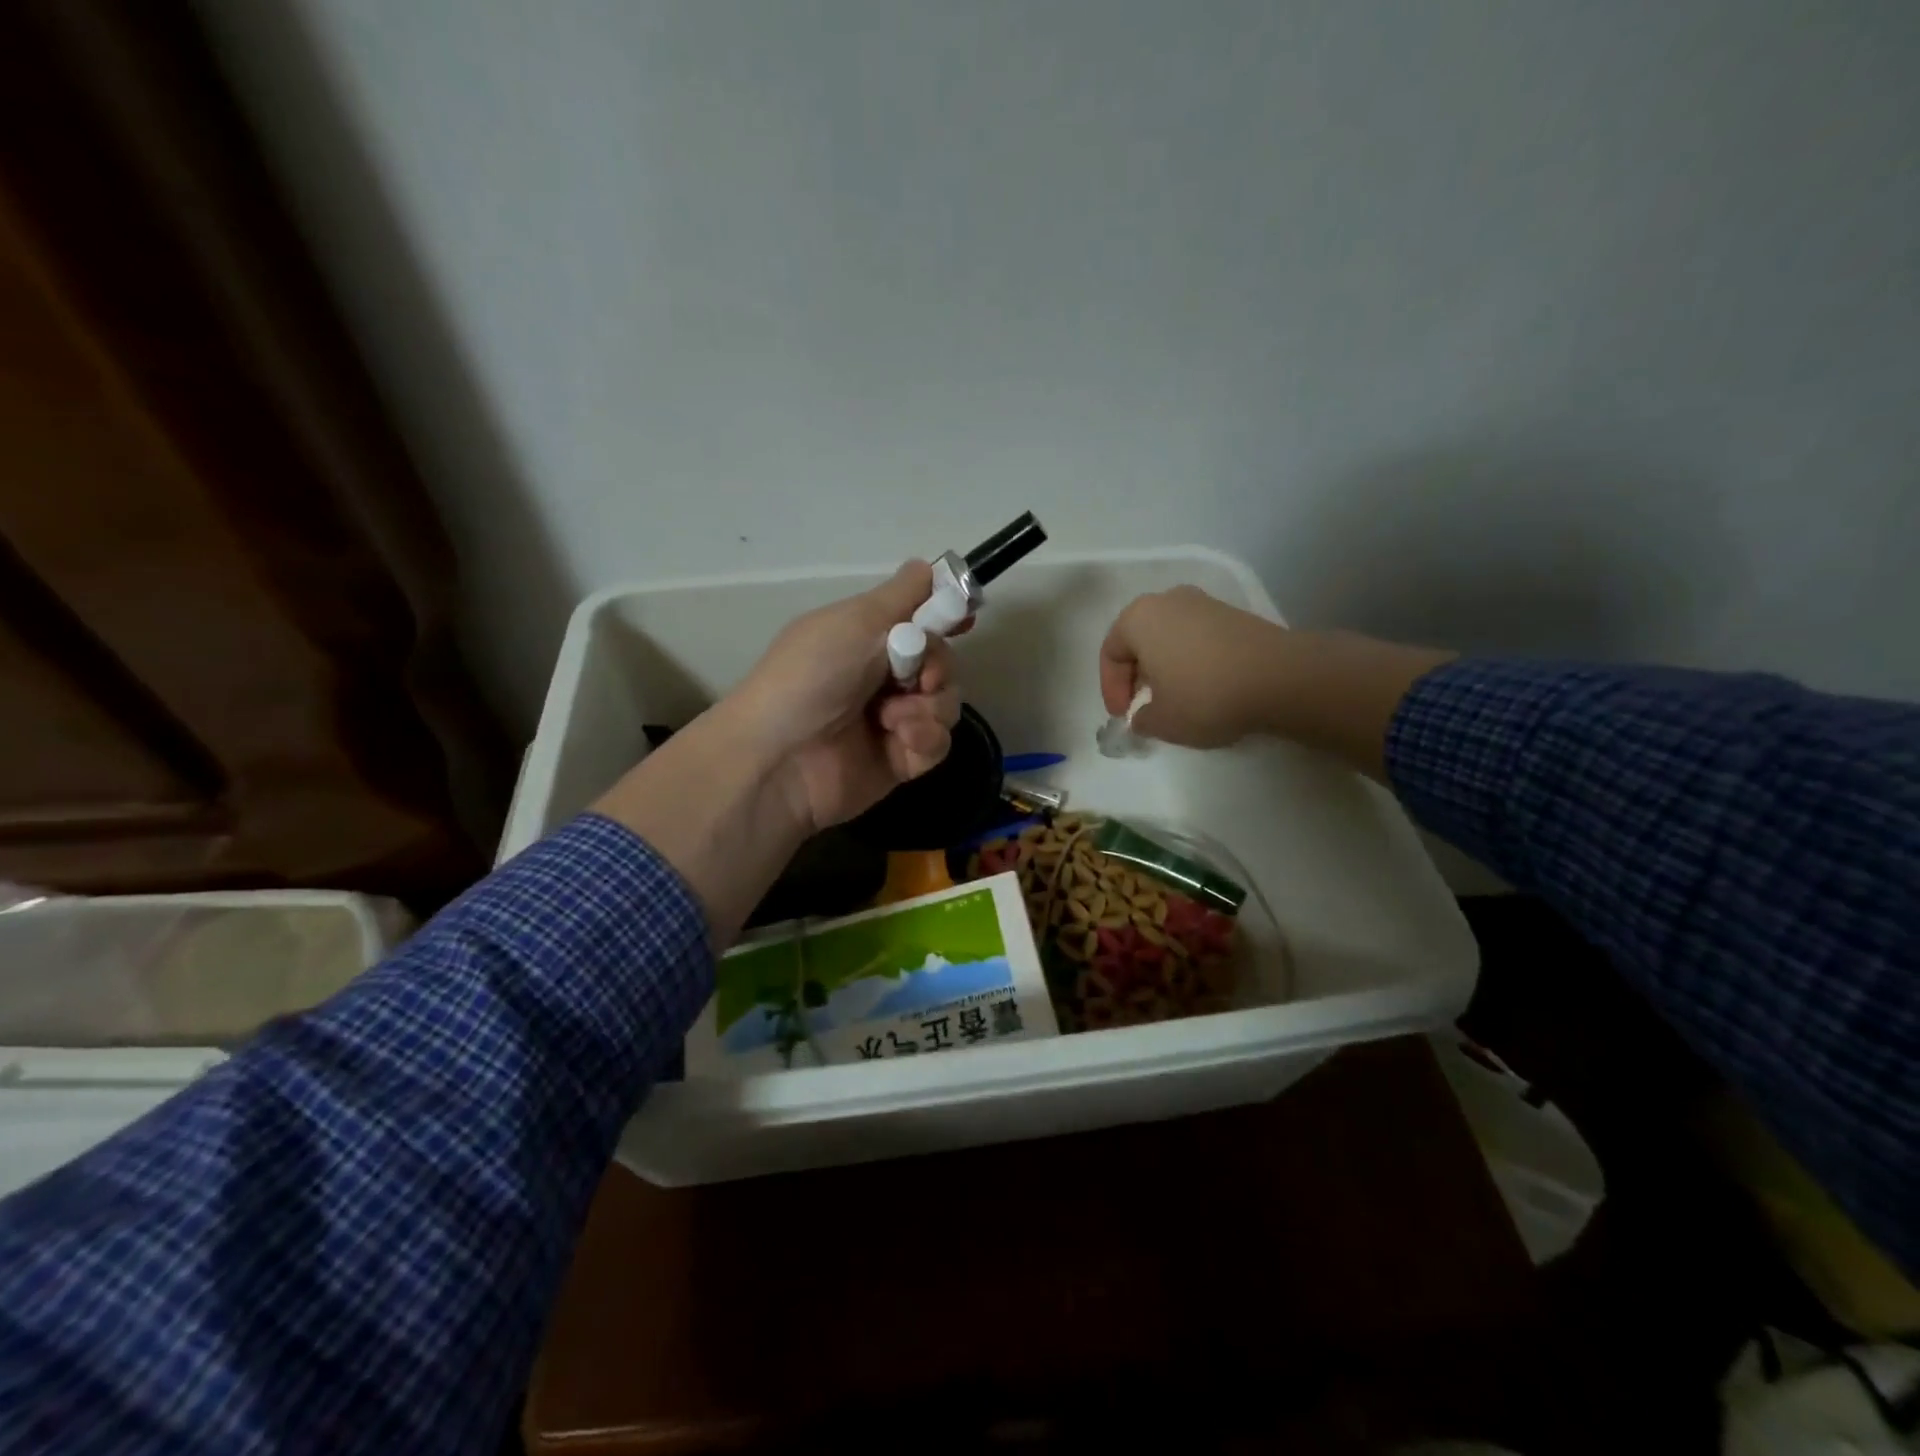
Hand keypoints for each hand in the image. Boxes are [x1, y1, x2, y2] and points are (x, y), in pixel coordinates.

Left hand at [732, 560, 962, 831]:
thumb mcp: (855, 622)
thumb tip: (929, 566)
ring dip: (929, 706)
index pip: (920, 622)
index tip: (962, 620)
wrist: (780, 758)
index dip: (944, 619)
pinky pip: (938, 743)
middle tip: (920, 678)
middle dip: (938, 667)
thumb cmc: (812, 677)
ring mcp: (893, 720)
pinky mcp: (901, 760)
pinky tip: (901, 740)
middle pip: (942, 663)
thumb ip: (901, 596)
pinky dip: (925, 738)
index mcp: (866, 639)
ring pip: (946, 703)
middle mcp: (882, 676)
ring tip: (894, 718)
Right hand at [1098, 586, 1288, 747]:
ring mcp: (1205, 604)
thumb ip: (1141, 719)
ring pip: (1170, 639)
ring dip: (1166, 670)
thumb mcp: (1162, 721)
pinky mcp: (1235, 615)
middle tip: (1145, 707)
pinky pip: (1198, 640)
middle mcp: (1168, 600)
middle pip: (1140, 641)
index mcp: (1139, 617)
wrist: (1282, 679)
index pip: (1110, 653)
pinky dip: (1193, 663)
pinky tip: (1205, 690)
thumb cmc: (1205, 696)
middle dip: (1138, 677)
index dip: (1112, 690)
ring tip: (1176, 701)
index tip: (1125, 717)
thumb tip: (1144, 716)